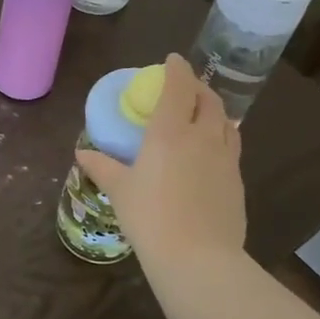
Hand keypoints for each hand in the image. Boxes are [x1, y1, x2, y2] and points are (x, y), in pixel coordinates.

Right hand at [74, 54, 247, 271]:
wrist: (198, 258)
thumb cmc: (150, 218)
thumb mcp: (119, 191)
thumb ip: (102, 167)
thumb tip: (82, 154)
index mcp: (170, 132)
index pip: (178, 88)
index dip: (176, 69)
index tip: (171, 60)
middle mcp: (202, 137)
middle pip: (208, 100)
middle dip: (197, 87)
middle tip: (184, 88)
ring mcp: (225, 159)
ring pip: (226, 121)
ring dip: (214, 110)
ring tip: (202, 114)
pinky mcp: (237, 181)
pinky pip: (232, 146)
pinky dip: (222, 136)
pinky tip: (211, 151)